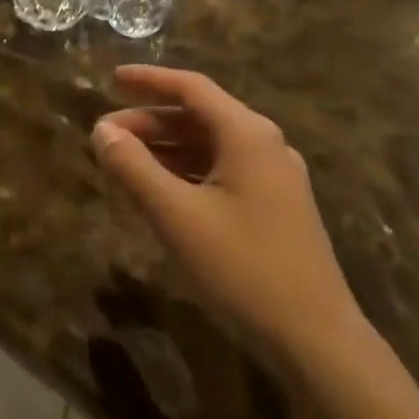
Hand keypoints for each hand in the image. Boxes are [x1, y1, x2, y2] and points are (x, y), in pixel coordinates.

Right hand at [92, 66, 364, 361]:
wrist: (317, 339)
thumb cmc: (242, 267)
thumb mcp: (176, 215)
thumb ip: (134, 167)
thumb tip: (101, 130)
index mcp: (247, 134)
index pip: (191, 88)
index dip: (149, 80)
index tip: (112, 79)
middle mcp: (265, 144)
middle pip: (199, 116)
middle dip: (150, 121)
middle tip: (106, 134)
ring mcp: (275, 176)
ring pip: (210, 145)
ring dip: (166, 147)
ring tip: (125, 161)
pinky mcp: (277, 206)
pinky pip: (223, 170)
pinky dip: (187, 170)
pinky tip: (161, 189)